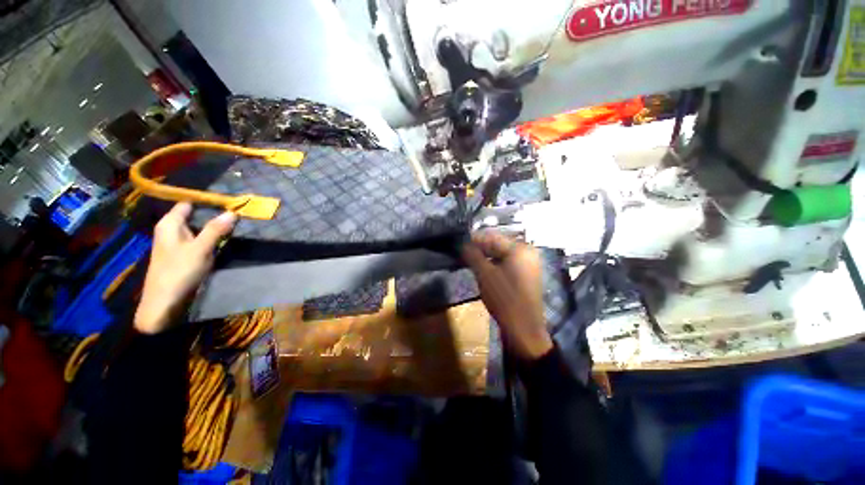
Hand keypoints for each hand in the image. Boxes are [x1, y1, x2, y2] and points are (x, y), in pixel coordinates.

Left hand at [135, 203, 236, 333]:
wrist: (164, 302)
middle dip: (214, 213)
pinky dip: (211, 236)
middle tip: (237, 211)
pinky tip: (224, 238)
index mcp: (170, 223)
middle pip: (194, 214)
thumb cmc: (179, 271)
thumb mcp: (200, 249)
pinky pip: (199, 238)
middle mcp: (171, 229)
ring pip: (198, 227)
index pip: (188, 203)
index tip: (229, 200)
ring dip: (214, 225)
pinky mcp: (183, 253)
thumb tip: (232, 212)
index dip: (207, 200)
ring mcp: (177, 242)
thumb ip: (216, 229)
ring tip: (235, 222)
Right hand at [462, 230, 552, 360]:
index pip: (492, 237)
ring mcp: (528, 263)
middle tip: (462, 253)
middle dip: (479, 248)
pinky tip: (481, 268)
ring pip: (501, 254)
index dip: (473, 239)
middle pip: (498, 244)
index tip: (458, 243)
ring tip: (469, 261)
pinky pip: (506, 263)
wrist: (523, 329)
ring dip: (485, 257)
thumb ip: (473, 255)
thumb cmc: (504, 299)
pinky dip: (493, 264)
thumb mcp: (485, 275)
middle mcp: (527, 252)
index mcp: (520, 248)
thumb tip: (463, 243)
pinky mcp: (525, 274)